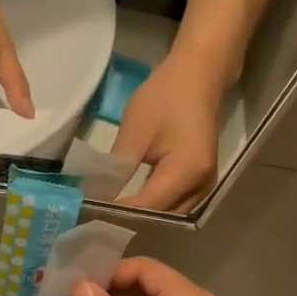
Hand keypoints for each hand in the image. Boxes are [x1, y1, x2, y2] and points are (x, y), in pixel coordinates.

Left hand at [111, 52, 223, 211]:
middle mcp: (201, 186)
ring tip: (112, 215)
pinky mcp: (202, 180)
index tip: (90, 216)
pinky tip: (132, 203)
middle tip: (97, 220)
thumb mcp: (135, 131)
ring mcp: (206, 185)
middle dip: (131, 220)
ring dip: (144, 216)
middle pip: (162, 217)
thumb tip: (98, 197)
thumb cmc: (166, 96)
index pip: (148, 207)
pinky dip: (155, 206)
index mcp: (186, 172)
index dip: (120, 214)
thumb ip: (117, 169)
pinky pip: (177, 203)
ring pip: (171, 214)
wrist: (199, 74)